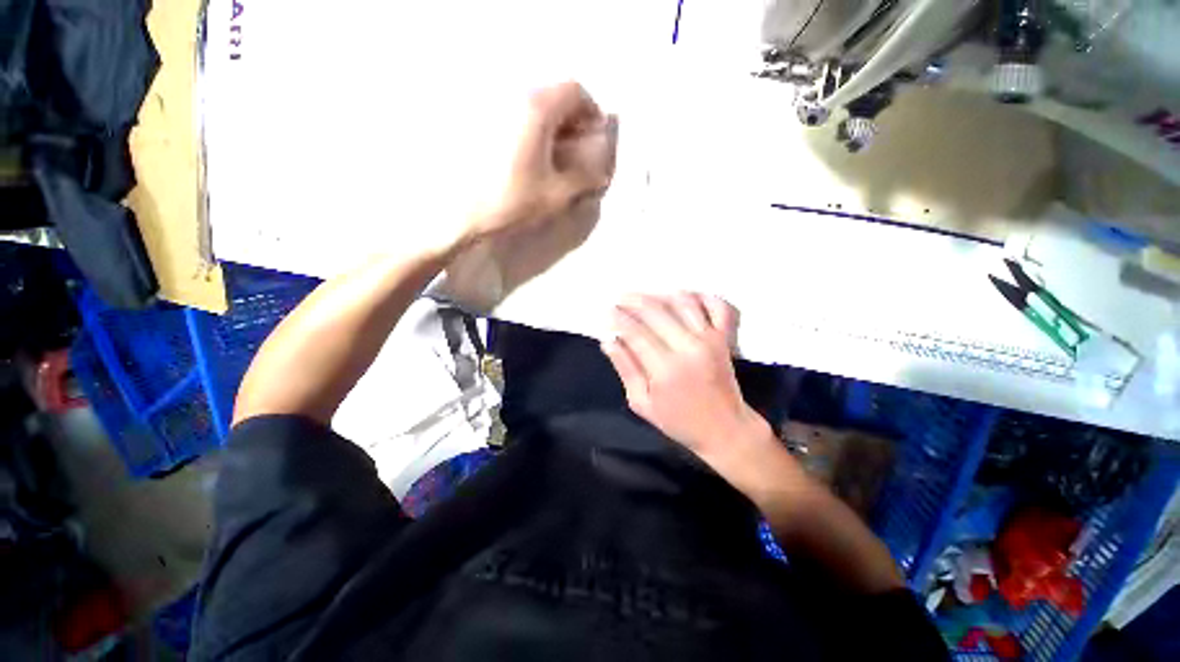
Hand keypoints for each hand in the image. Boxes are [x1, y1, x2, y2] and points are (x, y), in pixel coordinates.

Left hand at [457, 82, 615, 248]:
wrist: (462, 214)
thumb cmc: (512, 202)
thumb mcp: (558, 194)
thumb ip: (586, 177)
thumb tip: (601, 170)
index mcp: (536, 109)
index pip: (574, 91)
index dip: (591, 112)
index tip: (594, 137)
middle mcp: (512, 96)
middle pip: (553, 94)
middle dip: (572, 118)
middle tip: (578, 148)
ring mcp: (492, 107)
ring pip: (533, 104)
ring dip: (551, 124)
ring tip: (555, 155)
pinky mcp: (479, 122)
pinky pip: (515, 115)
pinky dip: (531, 129)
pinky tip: (530, 156)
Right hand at [602, 293, 766, 461]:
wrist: (725, 429)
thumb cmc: (679, 421)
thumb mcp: (642, 403)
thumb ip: (625, 369)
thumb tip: (608, 341)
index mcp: (665, 368)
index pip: (636, 332)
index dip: (619, 318)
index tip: (607, 311)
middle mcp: (688, 347)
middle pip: (656, 311)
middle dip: (633, 301)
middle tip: (619, 299)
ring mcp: (709, 339)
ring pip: (682, 302)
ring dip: (660, 294)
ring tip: (644, 297)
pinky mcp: (724, 337)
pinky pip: (716, 306)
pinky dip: (701, 296)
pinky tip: (684, 296)